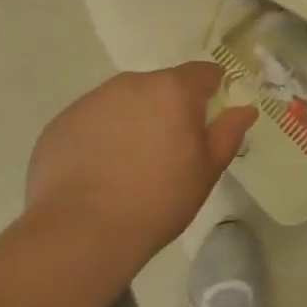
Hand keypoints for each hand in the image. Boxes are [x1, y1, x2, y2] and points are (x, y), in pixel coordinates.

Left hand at [24, 63, 256, 274]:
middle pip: (161, 86)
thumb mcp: (206, 171)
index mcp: (172, 89)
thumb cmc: (157, 201)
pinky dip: (100, 137)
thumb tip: (245, 108)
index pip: (203, 73)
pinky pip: (92, 121)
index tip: (208, 122)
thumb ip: (228, 132)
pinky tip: (97, 174)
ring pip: (124, 102)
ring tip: (128, 166)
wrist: (80, 233)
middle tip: (168, 152)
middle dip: (169, 110)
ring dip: (133, 121)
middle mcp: (131, 83)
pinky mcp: (61, 122)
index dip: (212, 93)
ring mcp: (92, 100)